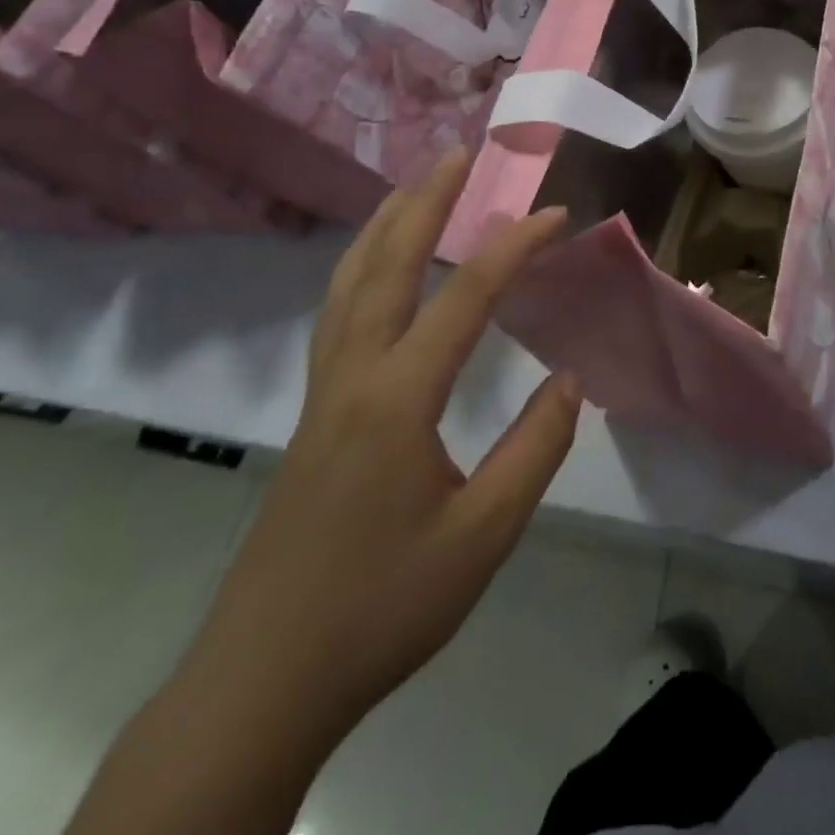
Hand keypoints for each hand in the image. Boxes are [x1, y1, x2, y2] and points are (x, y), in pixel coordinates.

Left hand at [192, 149, 578, 731]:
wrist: (266, 679)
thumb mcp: (483, 536)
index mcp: (398, 399)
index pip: (465, 299)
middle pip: (387, 266)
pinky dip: (359, 270)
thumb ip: (534, 449)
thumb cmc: (384, 606)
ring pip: (348, 284)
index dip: (513, 248)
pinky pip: (336, 315)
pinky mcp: (311, 413)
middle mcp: (352, 376)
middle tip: (457, 155)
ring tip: (412, 188)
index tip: (554, 214)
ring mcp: (322, 393)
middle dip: (425, 203)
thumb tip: (568, 380)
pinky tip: (375, 272)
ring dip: (384, 227)